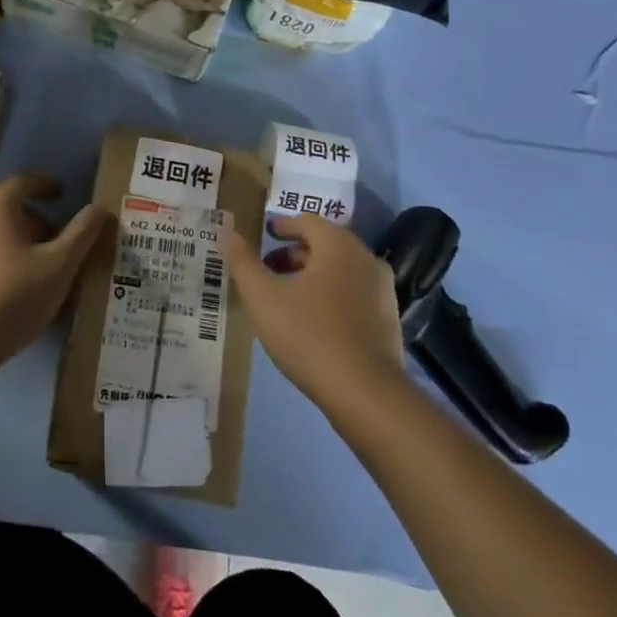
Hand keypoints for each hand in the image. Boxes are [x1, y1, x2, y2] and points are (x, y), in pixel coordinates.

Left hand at [0, 174, 110, 380]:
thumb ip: (82, 234)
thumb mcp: (59, 265)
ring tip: (44, 268)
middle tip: (61, 242)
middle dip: (38, 221)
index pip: (24, 181)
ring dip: (22, 242)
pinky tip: (19, 287)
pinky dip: (4, 258)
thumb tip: (100, 208)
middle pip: (10, 208)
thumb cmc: (14, 295)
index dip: (47, 185)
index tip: (65, 195)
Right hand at [221, 213, 406, 410]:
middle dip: (294, 252)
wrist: (366, 394)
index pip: (307, 221)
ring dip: (313, 274)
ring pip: (341, 269)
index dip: (282, 226)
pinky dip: (332, 294)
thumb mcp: (263, 298)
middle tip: (268, 268)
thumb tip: (226, 231)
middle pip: (325, 244)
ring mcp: (383, 289)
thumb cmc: (309, 335)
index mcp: (338, 245)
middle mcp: (365, 258)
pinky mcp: (389, 318)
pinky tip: (314, 320)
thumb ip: (242, 262)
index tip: (263, 235)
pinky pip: (355, 293)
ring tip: (287, 296)